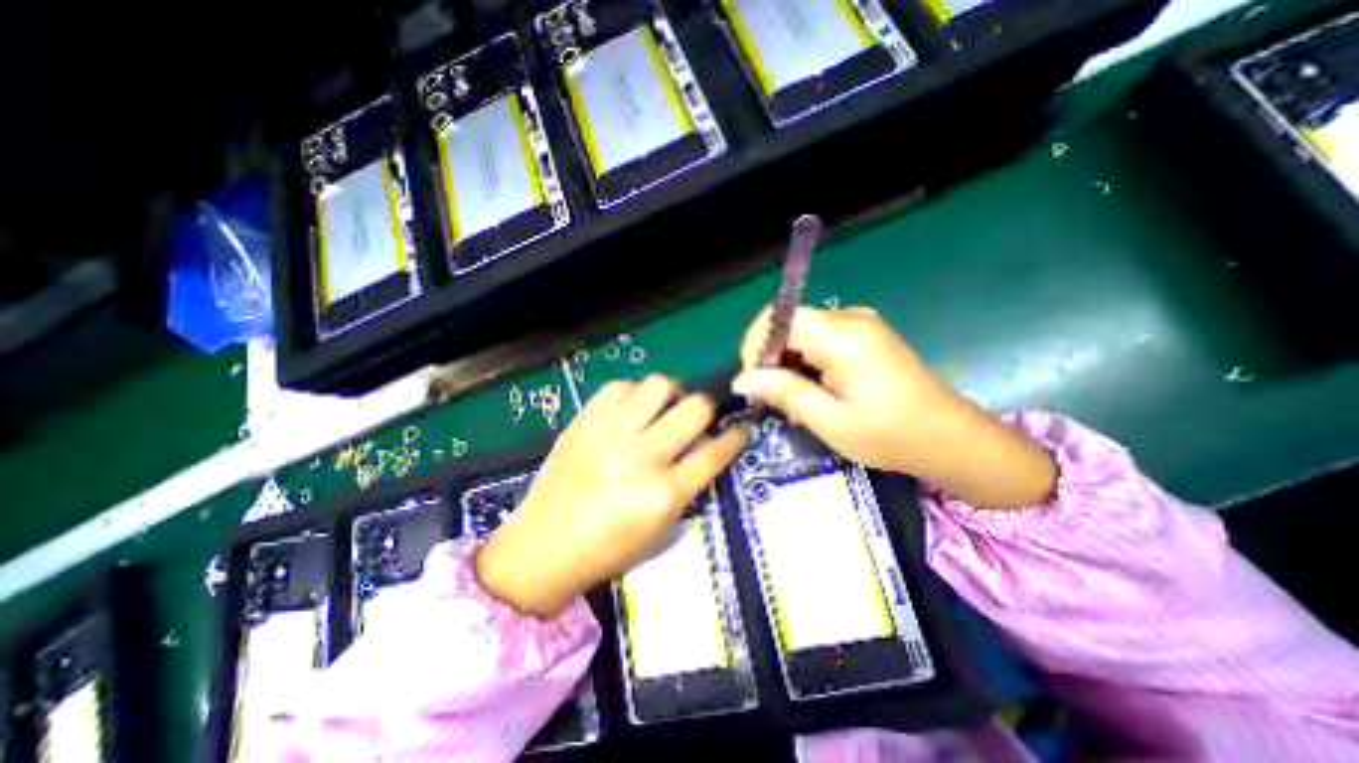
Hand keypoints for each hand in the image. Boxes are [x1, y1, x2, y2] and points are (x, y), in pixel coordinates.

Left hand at [473, 374, 754, 618]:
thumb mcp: (662, 529)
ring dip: (672, 395)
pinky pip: (620, 386)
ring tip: (665, 408)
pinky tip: (632, 410)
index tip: (743, 427)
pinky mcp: (584, 421)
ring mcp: (609, 433)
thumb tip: (707, 448)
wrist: (541, 548)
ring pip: (659, 385)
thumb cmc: (609, 550)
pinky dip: (634, 394)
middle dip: (707, 408)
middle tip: (700, 417)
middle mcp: (640, 456)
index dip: (736, 436)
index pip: (715, 451)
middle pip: (694, 408)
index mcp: (663, 493)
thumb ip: (689, 485)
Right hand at [739, 305, 1055, 512]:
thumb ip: (784, 392)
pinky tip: (814, 395)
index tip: (754, 380)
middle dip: (772, 359)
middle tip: (772, 400)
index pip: (780, 318)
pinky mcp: (867, 336)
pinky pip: (822, 340)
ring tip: (794, 405)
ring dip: (790, 365)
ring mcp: (862, 325)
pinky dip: (808, 364)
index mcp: (843, 337)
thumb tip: (741, 379)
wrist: (952, 440)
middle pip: (791, 324)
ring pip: (804, 334)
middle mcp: (851, 319)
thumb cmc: (890, 435)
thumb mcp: (830, 420)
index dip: (757, 344)